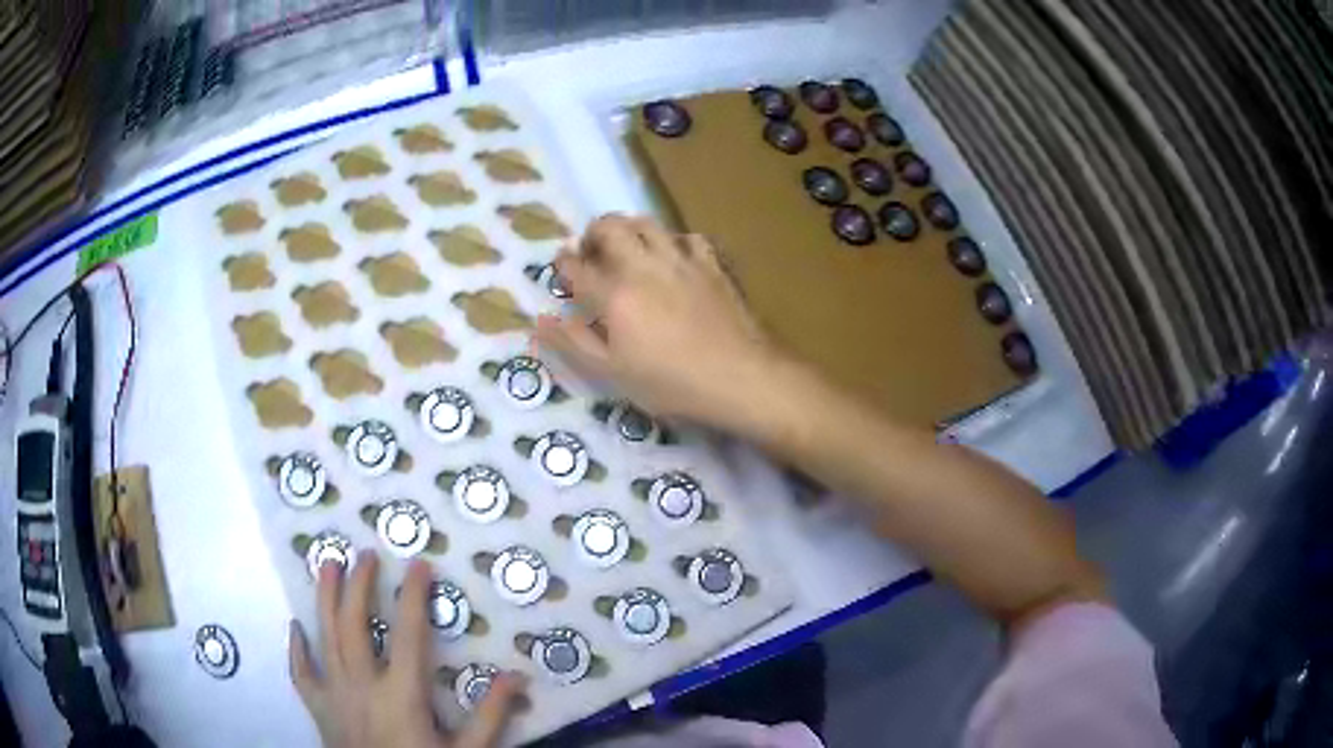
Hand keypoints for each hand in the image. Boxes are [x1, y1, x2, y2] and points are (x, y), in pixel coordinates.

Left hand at [289, 552, 523, 747]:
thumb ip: (490, 716)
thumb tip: (517, 676)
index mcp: (402, 695)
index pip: (409, 635)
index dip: (413, 596)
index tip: (418, 564)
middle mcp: (362, 686)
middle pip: (355, 625)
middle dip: (359, 586)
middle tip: (365, 555)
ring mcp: (334, 695)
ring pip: (325, 637)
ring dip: (326, 599)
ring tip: (326, 564)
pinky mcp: (318, 709)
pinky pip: (301, 673)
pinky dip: (297, 648)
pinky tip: (295, 627)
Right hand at [534, 215, 776, 424]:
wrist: (738, 376)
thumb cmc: (670, 383)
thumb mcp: (612, 373)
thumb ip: (573, 342)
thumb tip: (538, 320)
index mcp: (613, 294)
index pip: (576, 266)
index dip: (563, 264)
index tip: (562, 268)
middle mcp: (643, 265)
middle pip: (610, 227)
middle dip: (592, 233)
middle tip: (591, 253)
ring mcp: (680, 260)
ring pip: (647, 223)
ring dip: (628, 229)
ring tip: (627, 249)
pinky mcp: (711, 264)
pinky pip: (687, 237)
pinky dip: (673, 242)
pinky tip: (674, 258)